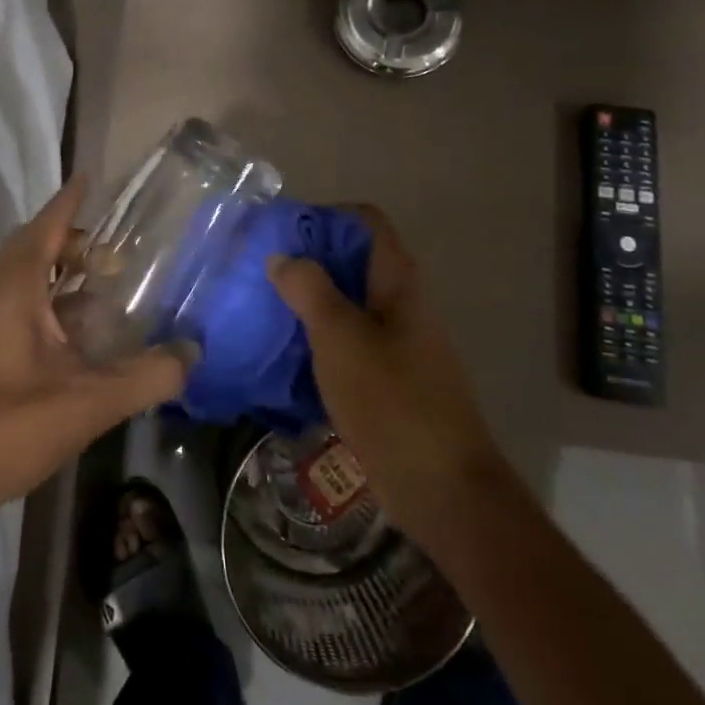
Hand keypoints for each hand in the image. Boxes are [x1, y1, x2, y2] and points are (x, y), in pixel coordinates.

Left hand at [0, 176, 191, 525]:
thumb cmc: (1, 429)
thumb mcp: (85, 404)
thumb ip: (144, 378)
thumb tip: (192, 353)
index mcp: (11, 290)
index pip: (44, 227)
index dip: (68, 201)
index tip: (90, 178)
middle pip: (31, 250)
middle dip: (70, 242)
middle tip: (113, 255)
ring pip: (20, 282)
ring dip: (57, 276)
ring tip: (100, 291)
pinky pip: (12, 308)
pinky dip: (45, 306)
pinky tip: (71, 341)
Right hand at [266, 206, 505, 548]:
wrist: (443, 489)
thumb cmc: (392, 401)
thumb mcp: (341, 338)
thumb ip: (309, 290)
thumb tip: (281, 256)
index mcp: (397, 282)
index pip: (366, 222)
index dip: (326, 216)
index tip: (283, 231)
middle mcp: (399, 304)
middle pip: (353, 261)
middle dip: (307, 260)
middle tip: (261, 270)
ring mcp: (395, 342)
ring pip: (346, 303)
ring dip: (307, 301)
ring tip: (262, 307)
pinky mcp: (386, 378)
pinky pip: (346, 342)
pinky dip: (316, 338)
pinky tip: (283, 353)